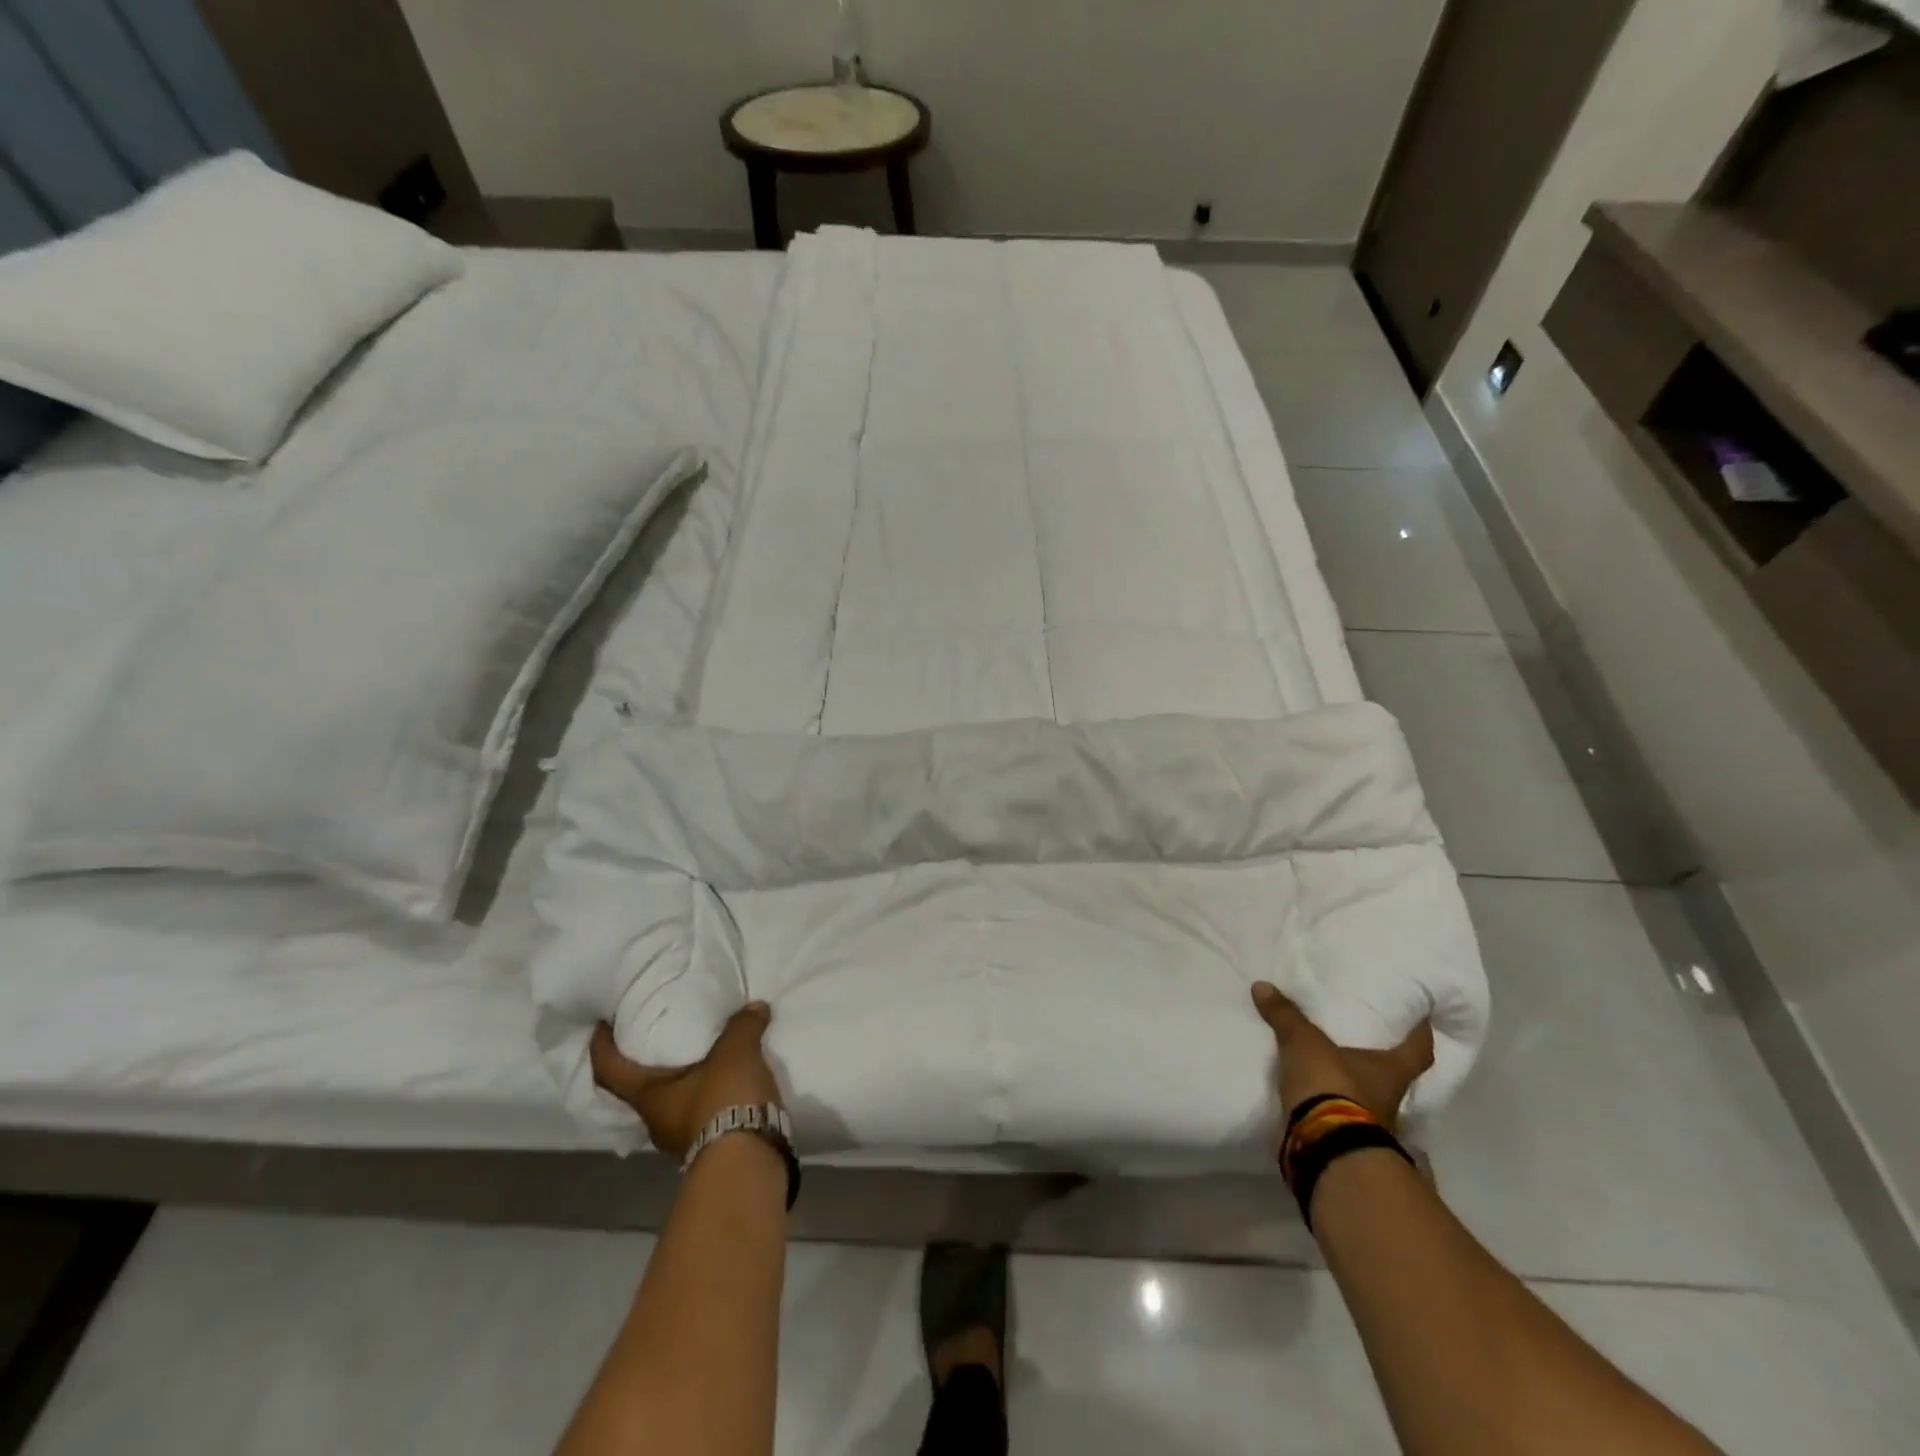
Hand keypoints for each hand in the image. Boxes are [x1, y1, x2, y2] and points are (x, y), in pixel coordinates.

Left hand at [589, 1003, 783, 1159]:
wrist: (749, 1162)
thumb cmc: (724, 1100)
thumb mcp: (736, 1052)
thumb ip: (742, 1026)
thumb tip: (755, 1007)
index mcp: (649, 1097)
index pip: (610, 1071)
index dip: (601, 1047)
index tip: (602, 1026)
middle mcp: (657, 1122)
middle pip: (643, 1089)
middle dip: (652, 1063)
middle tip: (665, 1034)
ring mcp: (682, 1140)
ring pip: (676, 1103)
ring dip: (687, 1082)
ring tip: (707, 1056)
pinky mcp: (710, 1149)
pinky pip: (703, 1114)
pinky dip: (712, 1095)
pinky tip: (732, 1081)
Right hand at [1251, 982, 1433, 1133]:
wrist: (1323, 1146)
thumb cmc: (1331, 1086)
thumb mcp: (1304, 1043)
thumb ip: (1286, 1016)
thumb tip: (1262, 986)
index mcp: (1390, 1072)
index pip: (1418, 1051)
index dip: (1421, 1035)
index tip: (1421, 1020)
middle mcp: (1389, 1100)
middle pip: (1393, 1076)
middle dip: (1379, 1060)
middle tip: (1362, 1038)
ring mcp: (1370, 1125)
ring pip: (1367, 1098)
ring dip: (1352, 1085)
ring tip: (1330, 1064)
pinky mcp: (1345, 1140)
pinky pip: (1340, 1115)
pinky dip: (1329, 1105)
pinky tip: (1313, 1093)